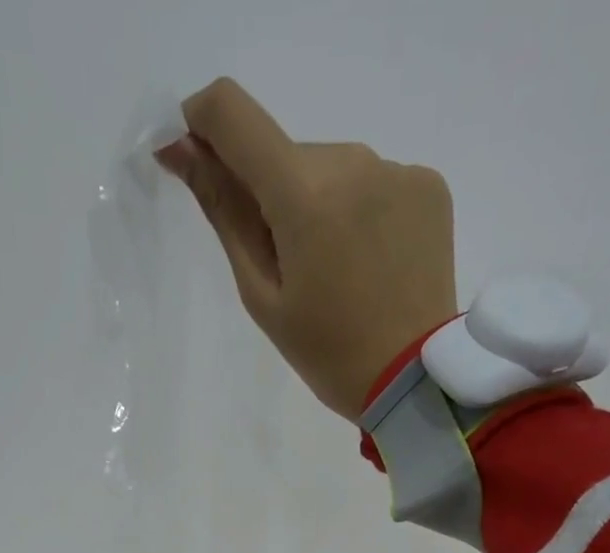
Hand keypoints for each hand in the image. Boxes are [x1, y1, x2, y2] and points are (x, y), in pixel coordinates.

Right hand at [158, 78, 456, 421]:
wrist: (414, 381)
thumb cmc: (329, 354)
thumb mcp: (264, 297)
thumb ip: (225, 214)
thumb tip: (181, 149)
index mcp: (303, 194)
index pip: (233, 115)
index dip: (202, 123)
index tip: (194, 155)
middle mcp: (352, 161)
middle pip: (287, 156)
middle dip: (274, 198)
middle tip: (293, 270)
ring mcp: (396, 169)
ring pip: (332, 169)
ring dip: (320, 205)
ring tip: (339, 273)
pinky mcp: (428, 184)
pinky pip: (374, 182)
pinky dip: (360, 213)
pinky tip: (372, 263)